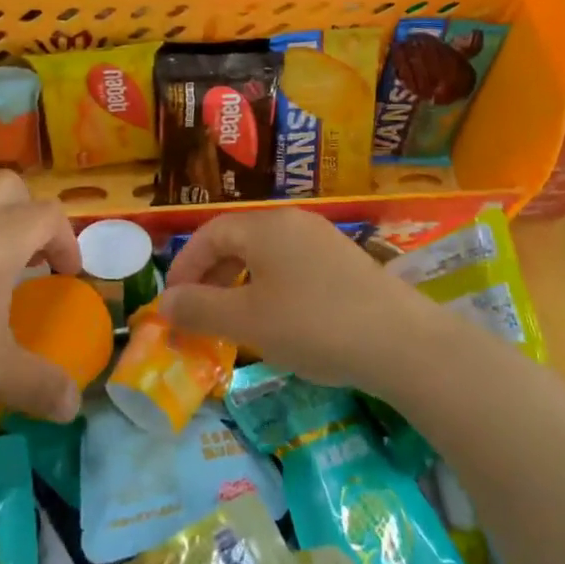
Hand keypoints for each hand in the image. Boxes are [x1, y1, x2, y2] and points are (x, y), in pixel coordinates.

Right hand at [160, 208, 436, 390]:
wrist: (400, 342)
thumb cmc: (313, 325)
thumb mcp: (248, 321)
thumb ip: (200, 310)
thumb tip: (163, 304)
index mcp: (265, 226)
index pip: (209, 234)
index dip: (185, 268)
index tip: (172, 305)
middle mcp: (292, 221)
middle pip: (236, 240)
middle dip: (210, 276)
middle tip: (198, 314)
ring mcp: (322, 239)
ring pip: (265, 254)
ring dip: (239, 283)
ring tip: (233, 321)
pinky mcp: (344, 261)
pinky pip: (292, 266)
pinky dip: (270, 287)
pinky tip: (278, 320)